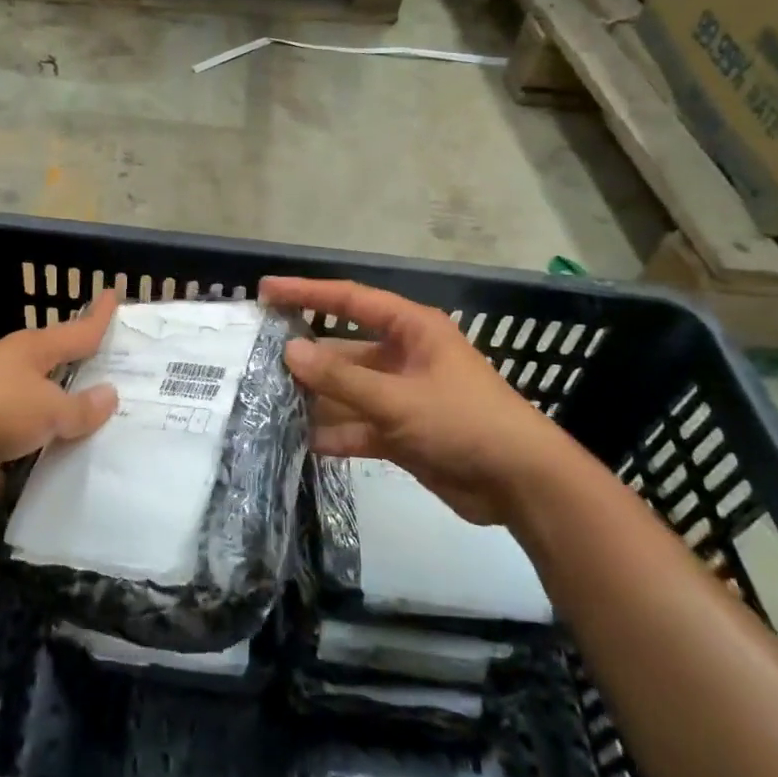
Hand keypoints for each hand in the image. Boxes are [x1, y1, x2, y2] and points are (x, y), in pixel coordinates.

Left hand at [0, 292, 121, 504]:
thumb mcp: (45, 408)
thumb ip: (79, 408)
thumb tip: (110, 395)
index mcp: (32, 352)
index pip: (77, 330)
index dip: (98, 315)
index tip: (115, 294)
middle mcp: (11, 374)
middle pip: (55, 375)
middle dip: (82, 382)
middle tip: (123, 389)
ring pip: (33, 419)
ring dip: (55, 432)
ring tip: (96, 447)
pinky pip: (8, 460)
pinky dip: (21, 472)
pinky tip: (45, 490)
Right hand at [261, 278, 577, 525]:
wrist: (520, 484)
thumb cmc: (464, 422)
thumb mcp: (398, 399)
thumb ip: (342, 378)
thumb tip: (289, 352)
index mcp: (412, 330)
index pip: (351, 299)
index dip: (307, 292)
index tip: (266, 291)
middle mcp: (404, 356)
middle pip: (344, 349)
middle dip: (306, 356)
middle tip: (257, 359)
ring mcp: (402, 396)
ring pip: (348, 390)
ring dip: (316, 398)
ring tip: (267, 402)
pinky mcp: (402, 432)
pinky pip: (359, 426)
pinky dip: (335, 433)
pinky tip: (300, 441)